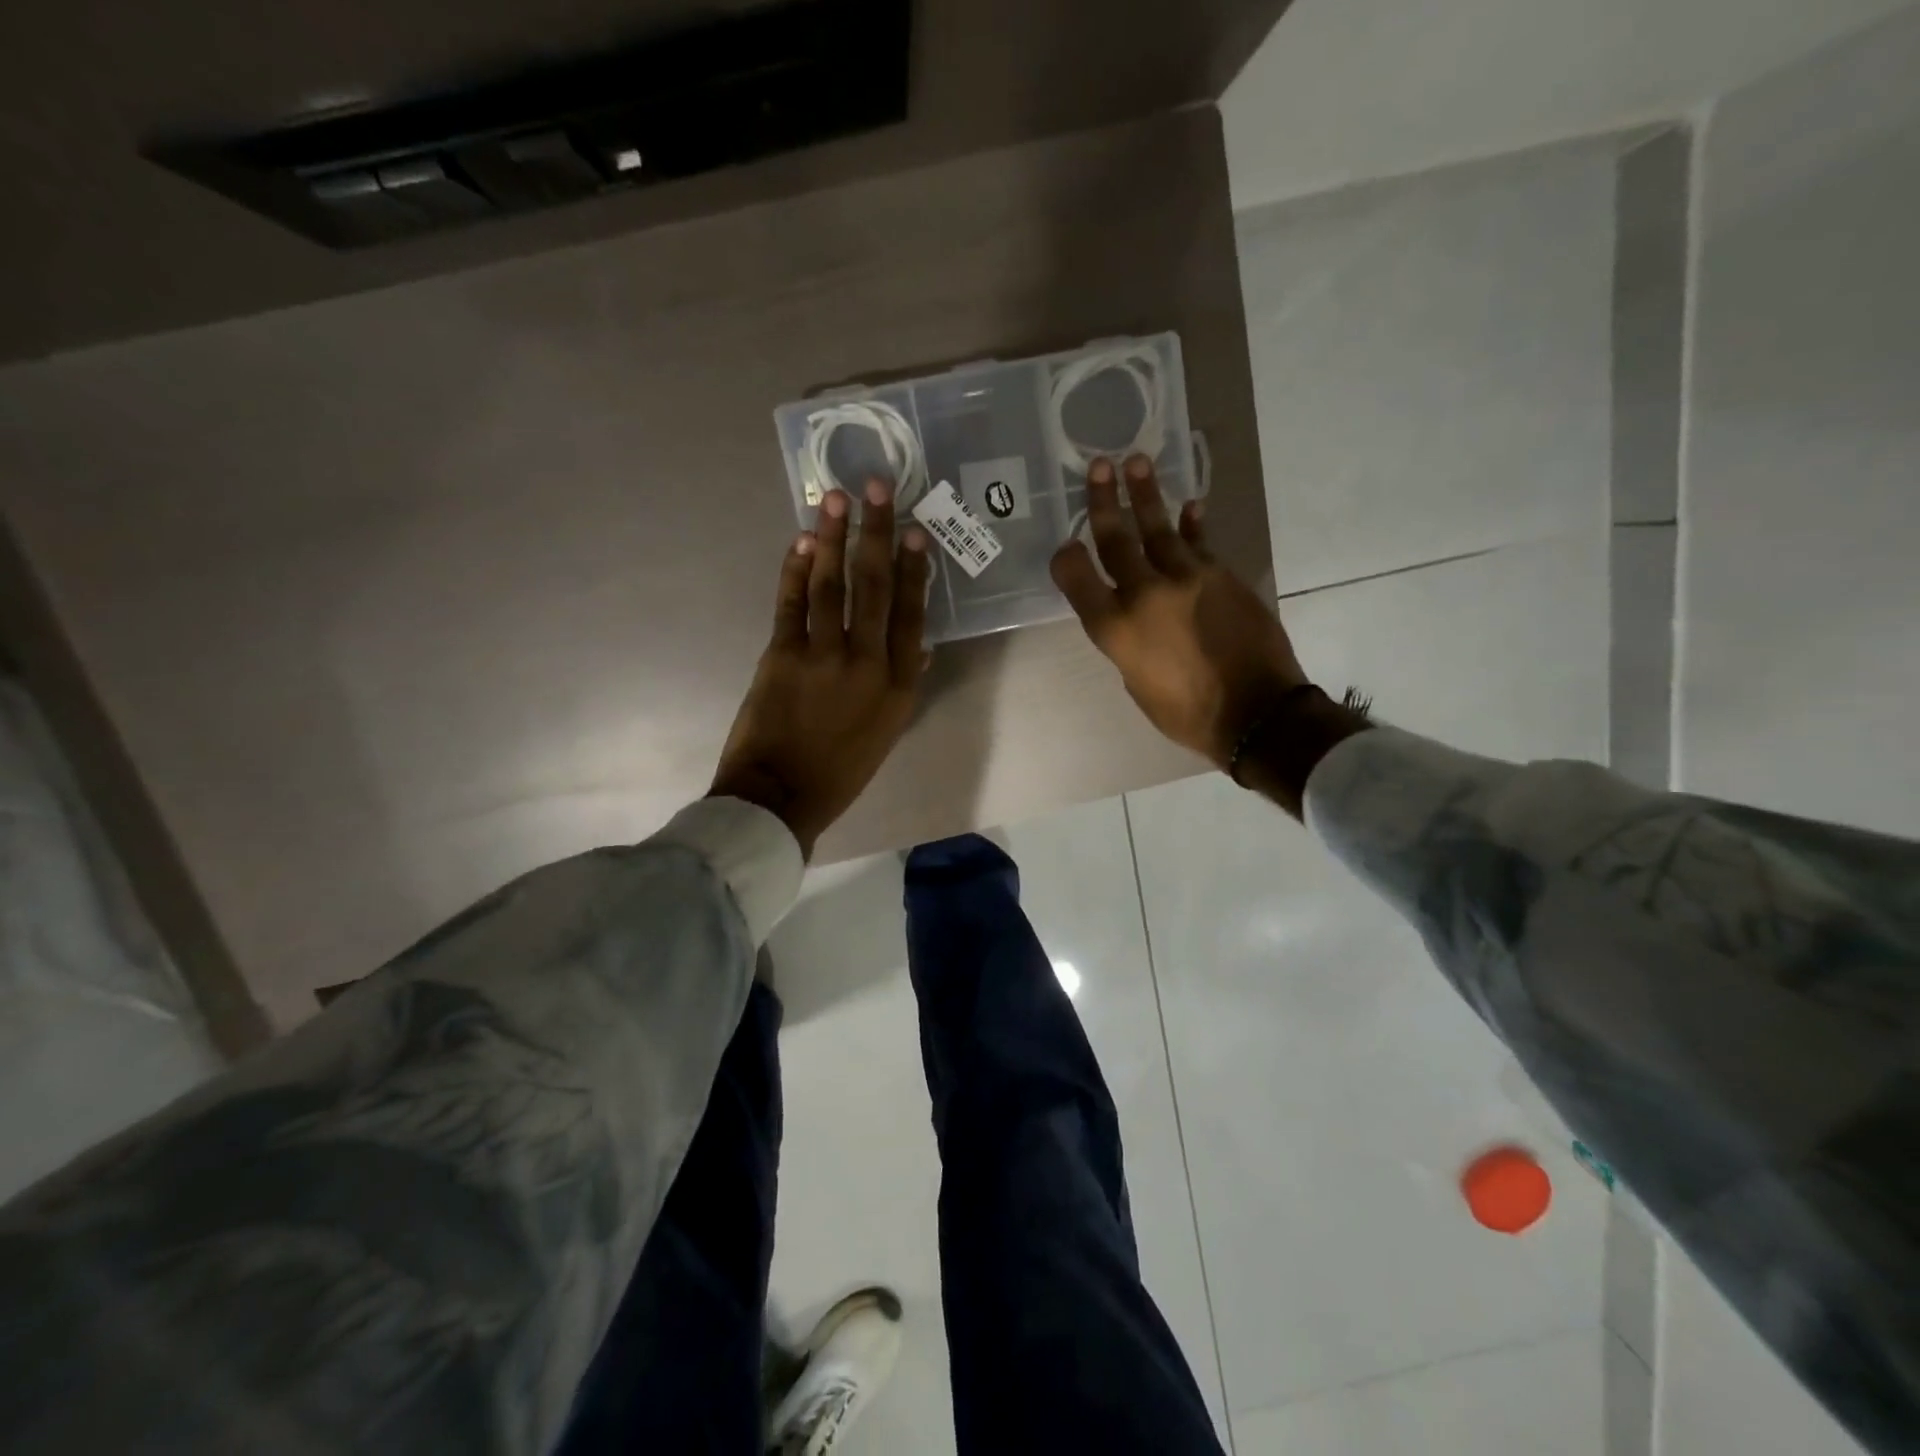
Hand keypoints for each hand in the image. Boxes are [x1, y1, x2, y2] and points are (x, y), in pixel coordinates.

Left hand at [711, 481, 932, 857]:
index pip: (910, 614)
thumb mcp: (887, 731)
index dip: (913, 569)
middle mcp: (866, 662)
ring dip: (835, 538)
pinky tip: (803, 540)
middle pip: (874, 587)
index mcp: (898, 685)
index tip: (915, 531)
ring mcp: (822, 656)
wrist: (781, 796)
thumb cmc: (841, 770)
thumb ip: (903, 683)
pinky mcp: (781, 655)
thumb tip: (918, 644)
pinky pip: (791, 603)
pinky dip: (796, 569)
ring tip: (838, 498)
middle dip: (877, 533)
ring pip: (832, 586)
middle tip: (879, 486)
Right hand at [1049, 455, 1308, 768]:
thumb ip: (1127, 642)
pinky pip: (1200, 542)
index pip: (1079, 580)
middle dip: (1103, 502)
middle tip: (1099, 466)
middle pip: (1116, 540)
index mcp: (1116, 630)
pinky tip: (1190, 505)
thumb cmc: (1186, 712)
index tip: (1065, 544)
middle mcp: (1145, 595)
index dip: (1066, 559)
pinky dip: (1192, 523)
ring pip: (1159, 528)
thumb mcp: (1137, 683)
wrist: (1255, 712)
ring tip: (1136, 462)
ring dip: (1146, 494)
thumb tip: (1133, 617)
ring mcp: (1187, 579)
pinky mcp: (1222, 575)